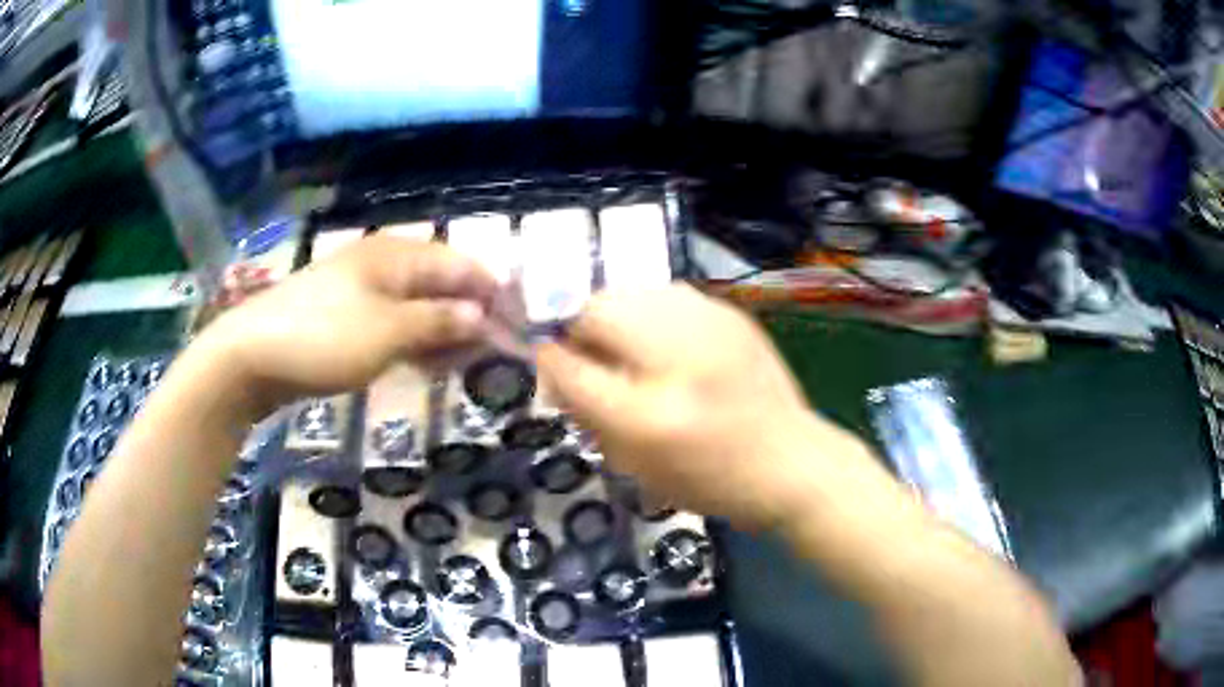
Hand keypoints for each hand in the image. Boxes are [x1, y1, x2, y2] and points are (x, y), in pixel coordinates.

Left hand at [204, 236, 498, 414]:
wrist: (251, 357)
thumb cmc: (323, 337)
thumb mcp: (388, 332)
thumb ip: (439, 322)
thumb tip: (483, 315)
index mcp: (395, 255)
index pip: (460, 265)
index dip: (492, 293)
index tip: (519, 327)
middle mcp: (383, 265)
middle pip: (440, 285)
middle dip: (469, 316)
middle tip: (495, 354)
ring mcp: (362, 292)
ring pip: (418, 307)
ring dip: (444, 333)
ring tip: (467, 365)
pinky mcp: (347, 319)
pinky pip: (393, 325)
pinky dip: (415, 343)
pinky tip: (427, 365)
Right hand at [537, 284, 850, 529]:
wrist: (793, 463)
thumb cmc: (713, 480)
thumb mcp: (639, 466)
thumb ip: (590, 414)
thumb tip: (557, 367)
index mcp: (648, 416)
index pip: (568, 366)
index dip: (549, 360)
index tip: (550, 364)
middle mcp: (676, 358)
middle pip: (597, 308)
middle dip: (579, 327)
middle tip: (589, 355)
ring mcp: (709, 325)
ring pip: (632, 290)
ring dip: (614, 314)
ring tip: (626, 345)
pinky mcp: (730, 313)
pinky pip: (668, 294)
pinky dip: (650, 311)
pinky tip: (665, 340)